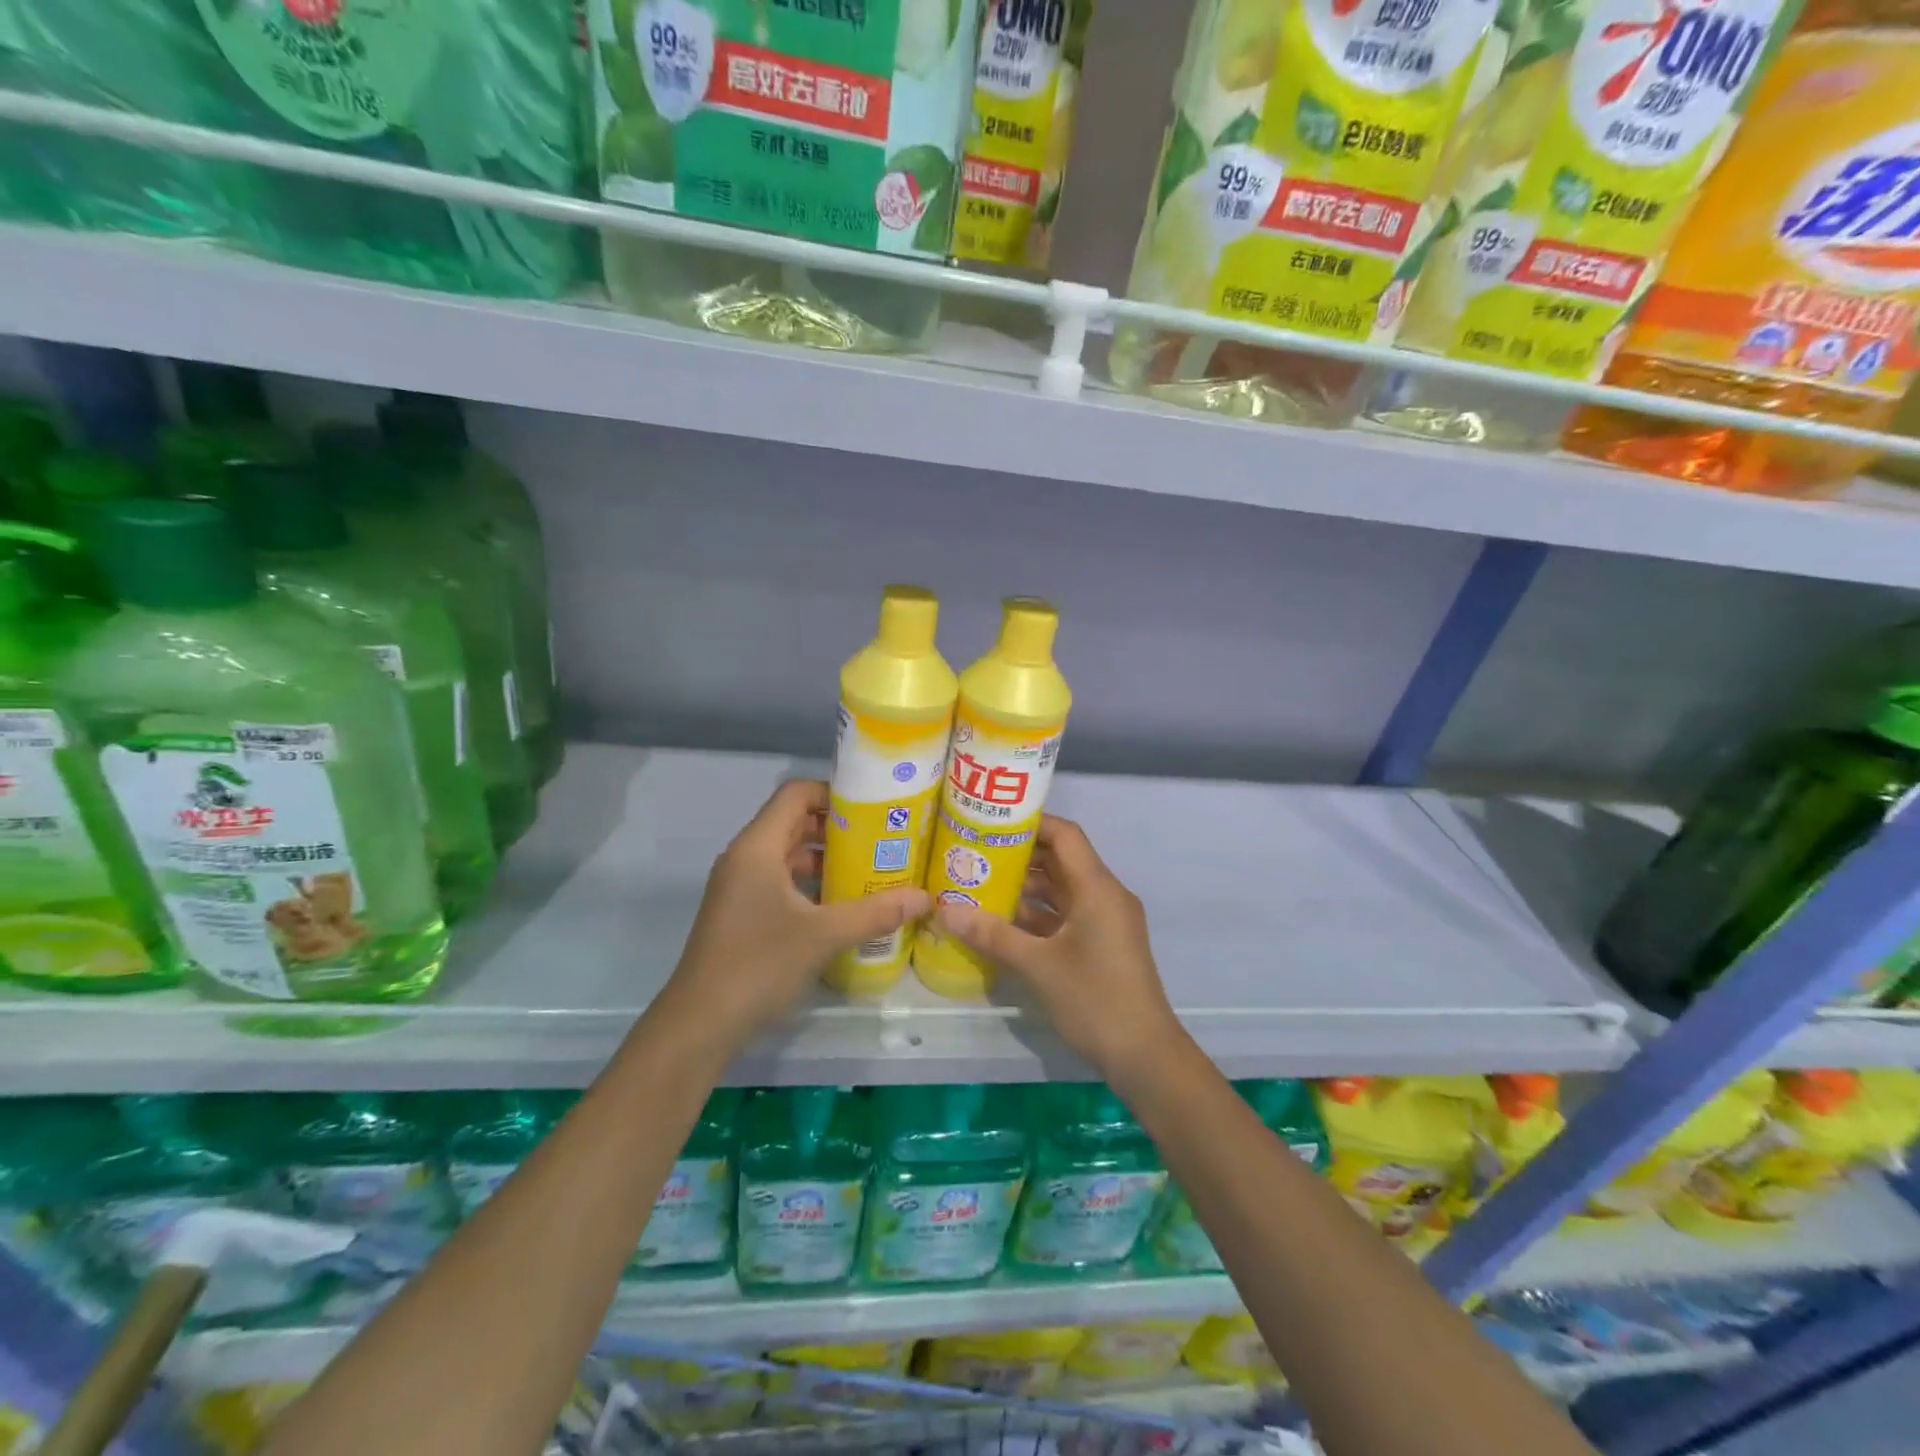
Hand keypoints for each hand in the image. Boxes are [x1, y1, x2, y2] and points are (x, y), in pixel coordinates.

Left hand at [655, 780, 930, 1053]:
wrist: (701, 1023)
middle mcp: (745, 857)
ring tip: (870, 868)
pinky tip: (842, 904)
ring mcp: (740, 886)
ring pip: (788, 854)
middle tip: (882, 837)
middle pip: (794, 821)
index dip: (834, 792)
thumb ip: (876, 912)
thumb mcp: (824, 935)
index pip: (796, 794)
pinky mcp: (741, 911)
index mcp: (757, 847)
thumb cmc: (759, 964)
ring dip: (826, 857)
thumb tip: (926, 898)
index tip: (874, 807)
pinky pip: (780, 880)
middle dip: (838, 827)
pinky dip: (811, 883)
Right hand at [934, 816, 1183, 1078]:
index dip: (1030, 824)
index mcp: (1097, 888)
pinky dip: (1038, 915)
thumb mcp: (1037, 965)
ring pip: (1062, 891)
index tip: (991, 823)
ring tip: (980, 884)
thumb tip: (945, 911)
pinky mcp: (1102, 944)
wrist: (1144, 1055)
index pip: (1065, 835)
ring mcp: (1105, 921)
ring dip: (1025, 888)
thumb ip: (992, 935)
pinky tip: (1001, 923)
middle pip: (1061, 861)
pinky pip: (1066, 916)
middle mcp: (1104, 895)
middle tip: (975, 854)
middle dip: (1019, 857)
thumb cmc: (1094, 999)